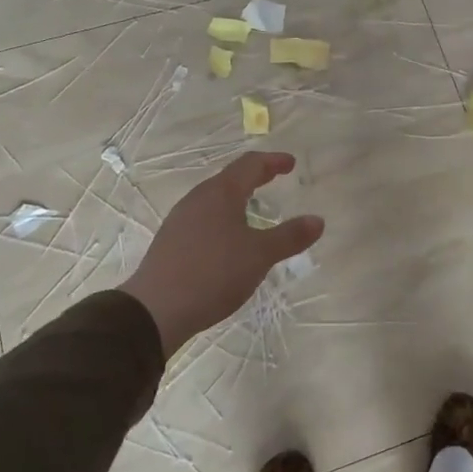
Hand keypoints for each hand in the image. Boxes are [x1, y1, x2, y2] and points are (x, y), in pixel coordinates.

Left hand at [123, 152, 323, 358]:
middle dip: (254, 176)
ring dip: (237, 198)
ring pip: (214, 199)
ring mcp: (180, 220)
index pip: (250, 165)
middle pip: (230, 178)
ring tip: (253, 209)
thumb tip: (317, 220)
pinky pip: (203, 218)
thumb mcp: (259, 255)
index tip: (290, 163)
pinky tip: (228, 239)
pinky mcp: (171, 242)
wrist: (155, 310)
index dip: (273, 161)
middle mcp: (198, 199)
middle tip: (274, 178)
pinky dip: (223, 218)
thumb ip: (289, 236)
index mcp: (221, 193)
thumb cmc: (213, 273)